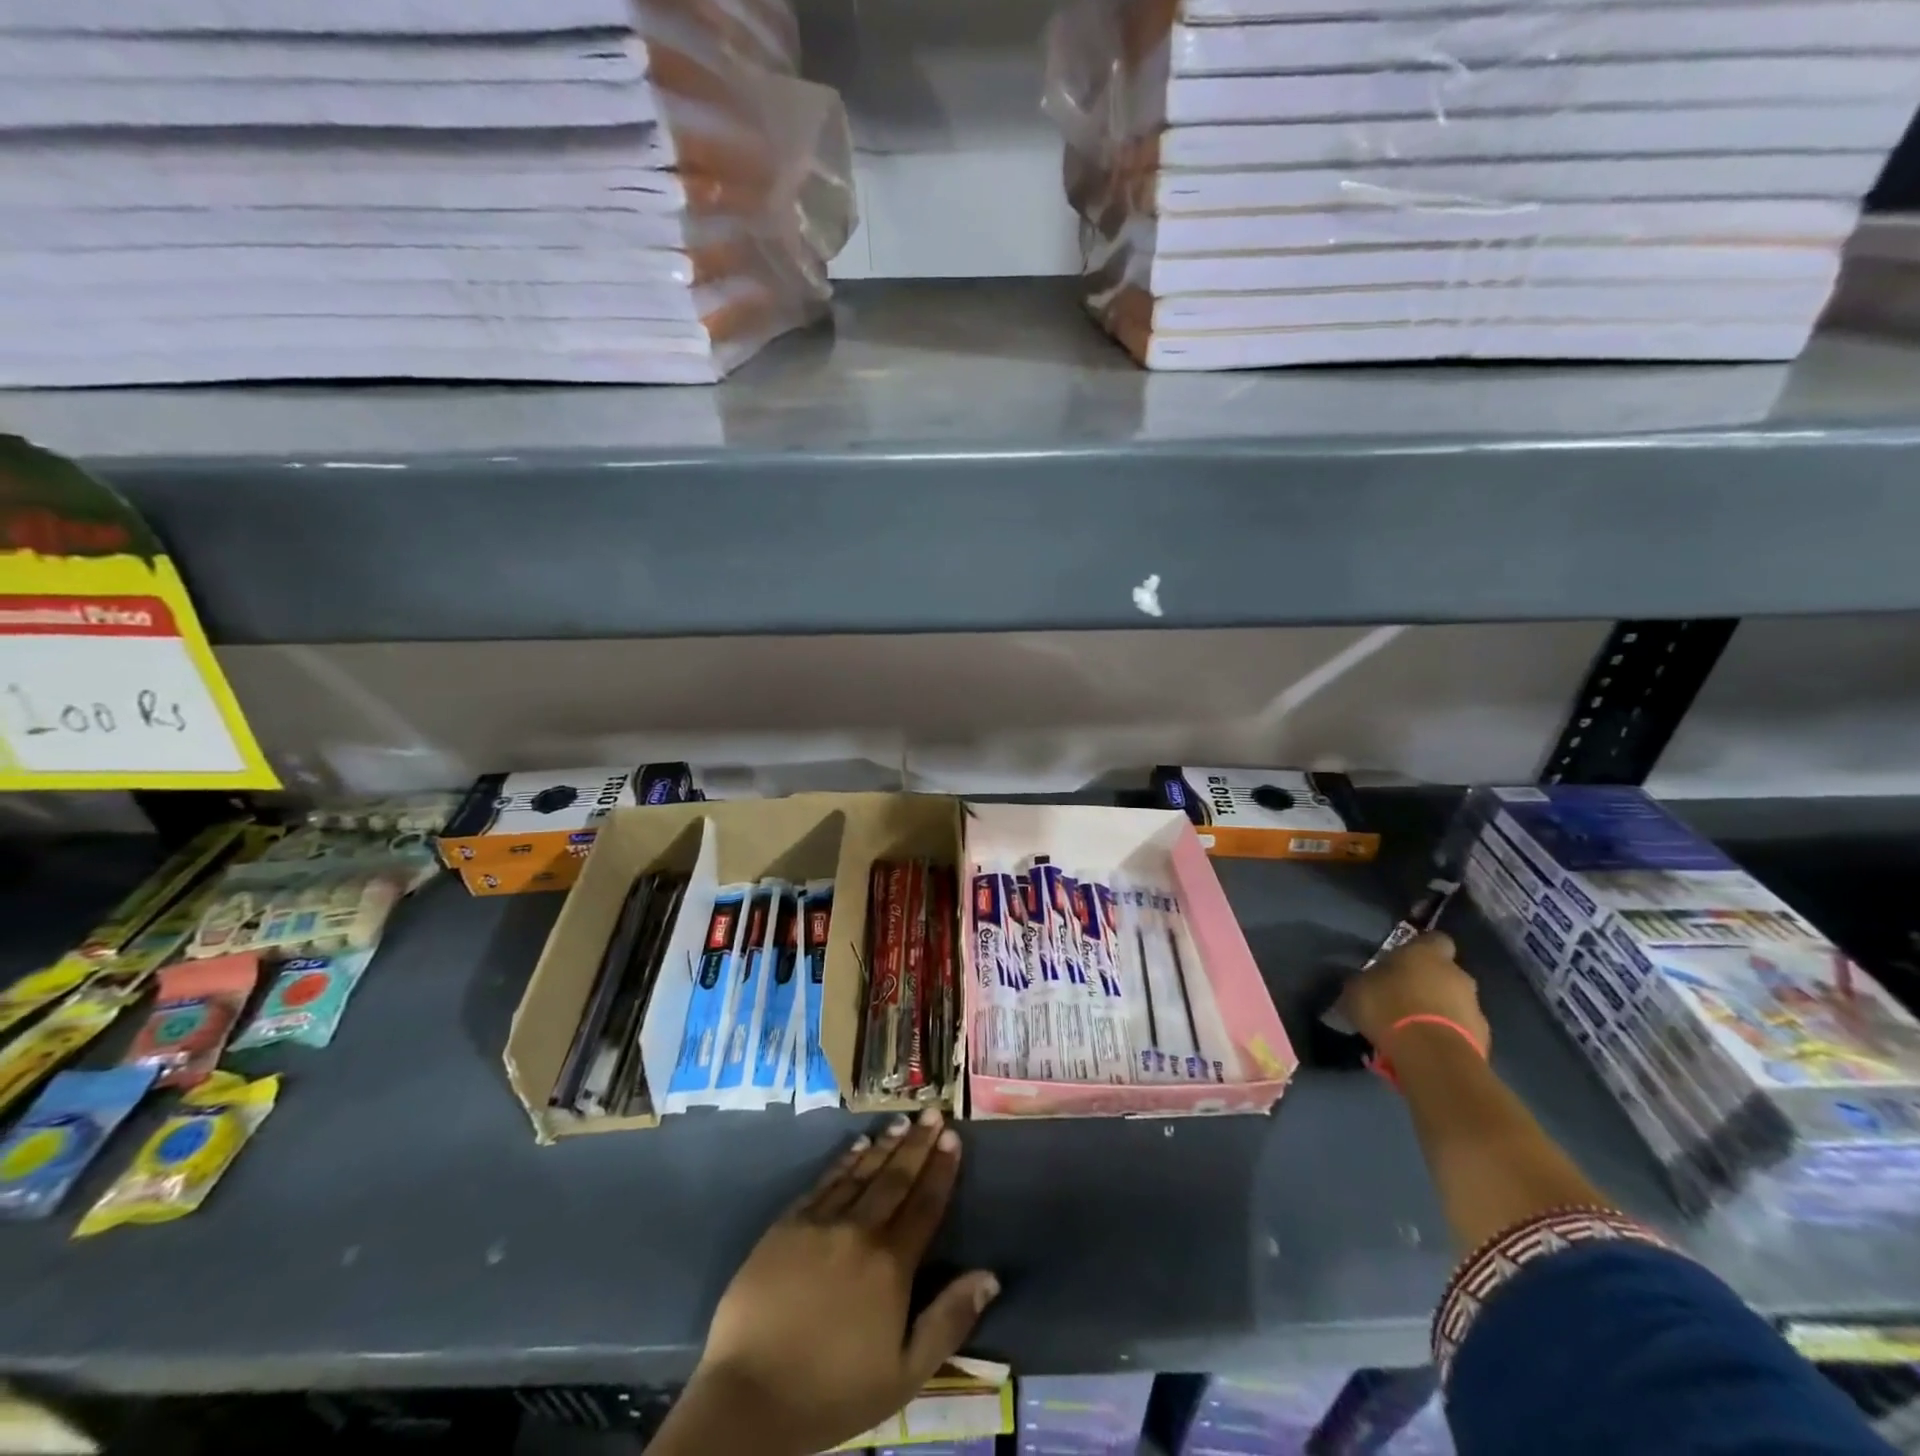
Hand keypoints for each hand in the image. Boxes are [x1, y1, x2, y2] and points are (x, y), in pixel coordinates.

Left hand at [675, 1108, 998, 1455]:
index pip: (925, 1205)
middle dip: (918, 1144)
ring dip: (884, 1145)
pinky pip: (823, 1182)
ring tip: (902, 1121)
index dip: (941, 1170)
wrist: (750, 1397)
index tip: (953, 1138)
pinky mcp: (787, 1225)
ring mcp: (820, 1223)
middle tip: (933, 1112)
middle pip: (896, 1179)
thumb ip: (948, 1320)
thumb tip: (989, 1276)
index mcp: (891, 1265)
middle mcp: (859, 1231)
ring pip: (861, 1173)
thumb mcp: (904, 1374)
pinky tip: (857, 1145)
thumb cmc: (833, 1393)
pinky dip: (844, 1161)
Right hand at [1336, 931, 1489, 1057]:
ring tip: (1413, 1027)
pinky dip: (1447, 1034)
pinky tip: (1426, 1046)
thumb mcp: (1358, 988)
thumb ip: (1367, 980)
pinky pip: (1461, 1030)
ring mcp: (1475, 1007)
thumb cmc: (1389, 1007)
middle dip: (1429, 982)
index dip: (1421, 947)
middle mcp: (1457, 974)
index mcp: (1427, 953)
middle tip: (1404, 997)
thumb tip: (1367, 981)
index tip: (1403, 959)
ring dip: (1439, 1010)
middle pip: (1446, 973)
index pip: (1434, 939)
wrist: (1432, 1056)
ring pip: (1456, 1002)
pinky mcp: (1483, 1038)